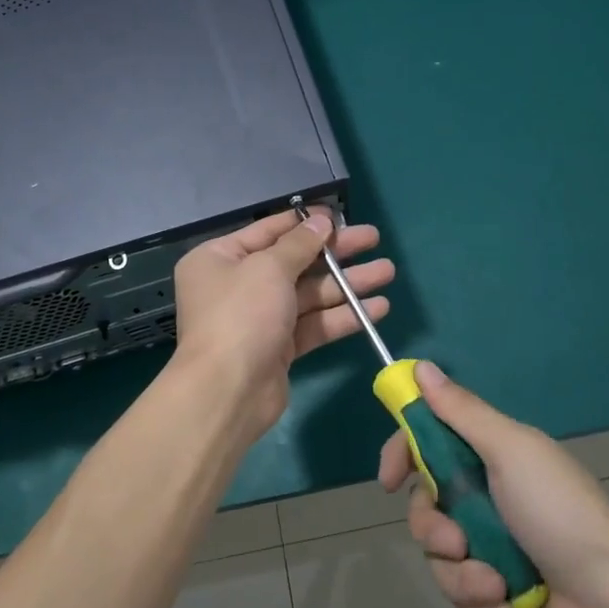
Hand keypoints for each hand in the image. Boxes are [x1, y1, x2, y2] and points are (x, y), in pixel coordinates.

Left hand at [172, 208, 393, 439]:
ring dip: (348, 283)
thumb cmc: (241, 315)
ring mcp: (260, 318)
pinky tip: (377, 308)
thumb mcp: (269, 268)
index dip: (305, 222)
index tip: (339, 215)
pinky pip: (314, 323)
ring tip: (388, 271)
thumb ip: (299, 244)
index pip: (269, 231)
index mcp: (220, 258)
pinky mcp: (280, 347)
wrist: (227, 392)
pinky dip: (343, 315)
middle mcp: (237, 285)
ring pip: (309, 293)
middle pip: (295, 261)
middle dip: (336, 253)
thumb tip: (321, 222)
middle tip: (374, 238)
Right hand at [378, 362, 608, 607]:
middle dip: (434, 529)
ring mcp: (491, 543)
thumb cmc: (560, 512)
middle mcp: (484, 494)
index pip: (427, 441)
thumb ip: (462, 411)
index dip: (402, 454)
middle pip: (424, 505)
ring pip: (439, 556)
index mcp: (488, 454)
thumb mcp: (511, 451)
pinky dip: (480, 605)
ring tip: (495, 584)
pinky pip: (462, 595)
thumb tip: (421, 367)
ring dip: (461, 575)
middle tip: (458, 542)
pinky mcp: (499, 590)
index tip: (388, 480)